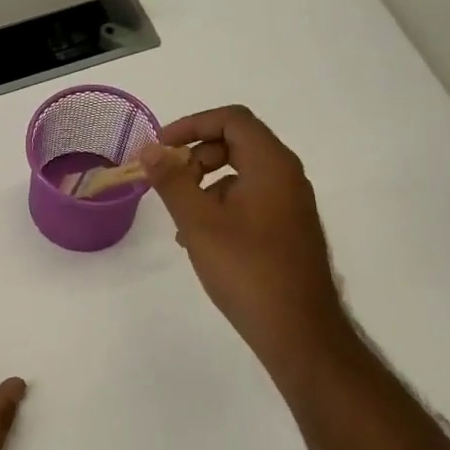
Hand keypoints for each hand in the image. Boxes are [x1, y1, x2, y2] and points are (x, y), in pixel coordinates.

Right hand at [139, 106, 353, 375]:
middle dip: (196, 155)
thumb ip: (173, 181)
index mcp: (271, 165)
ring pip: (242, 173)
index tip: (159, 148)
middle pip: (237, 142)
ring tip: (179, 217)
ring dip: (205, 183)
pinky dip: (221, 204)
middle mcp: (287, 176)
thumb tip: (151, 149)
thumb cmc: (247, 270)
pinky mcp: (288, 229)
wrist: (298, 330)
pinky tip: (199, 239)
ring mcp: (291, 204)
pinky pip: (250, 199)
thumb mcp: (199, 222)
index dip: (191, 124)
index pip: (231, 119)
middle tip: (168, 182)